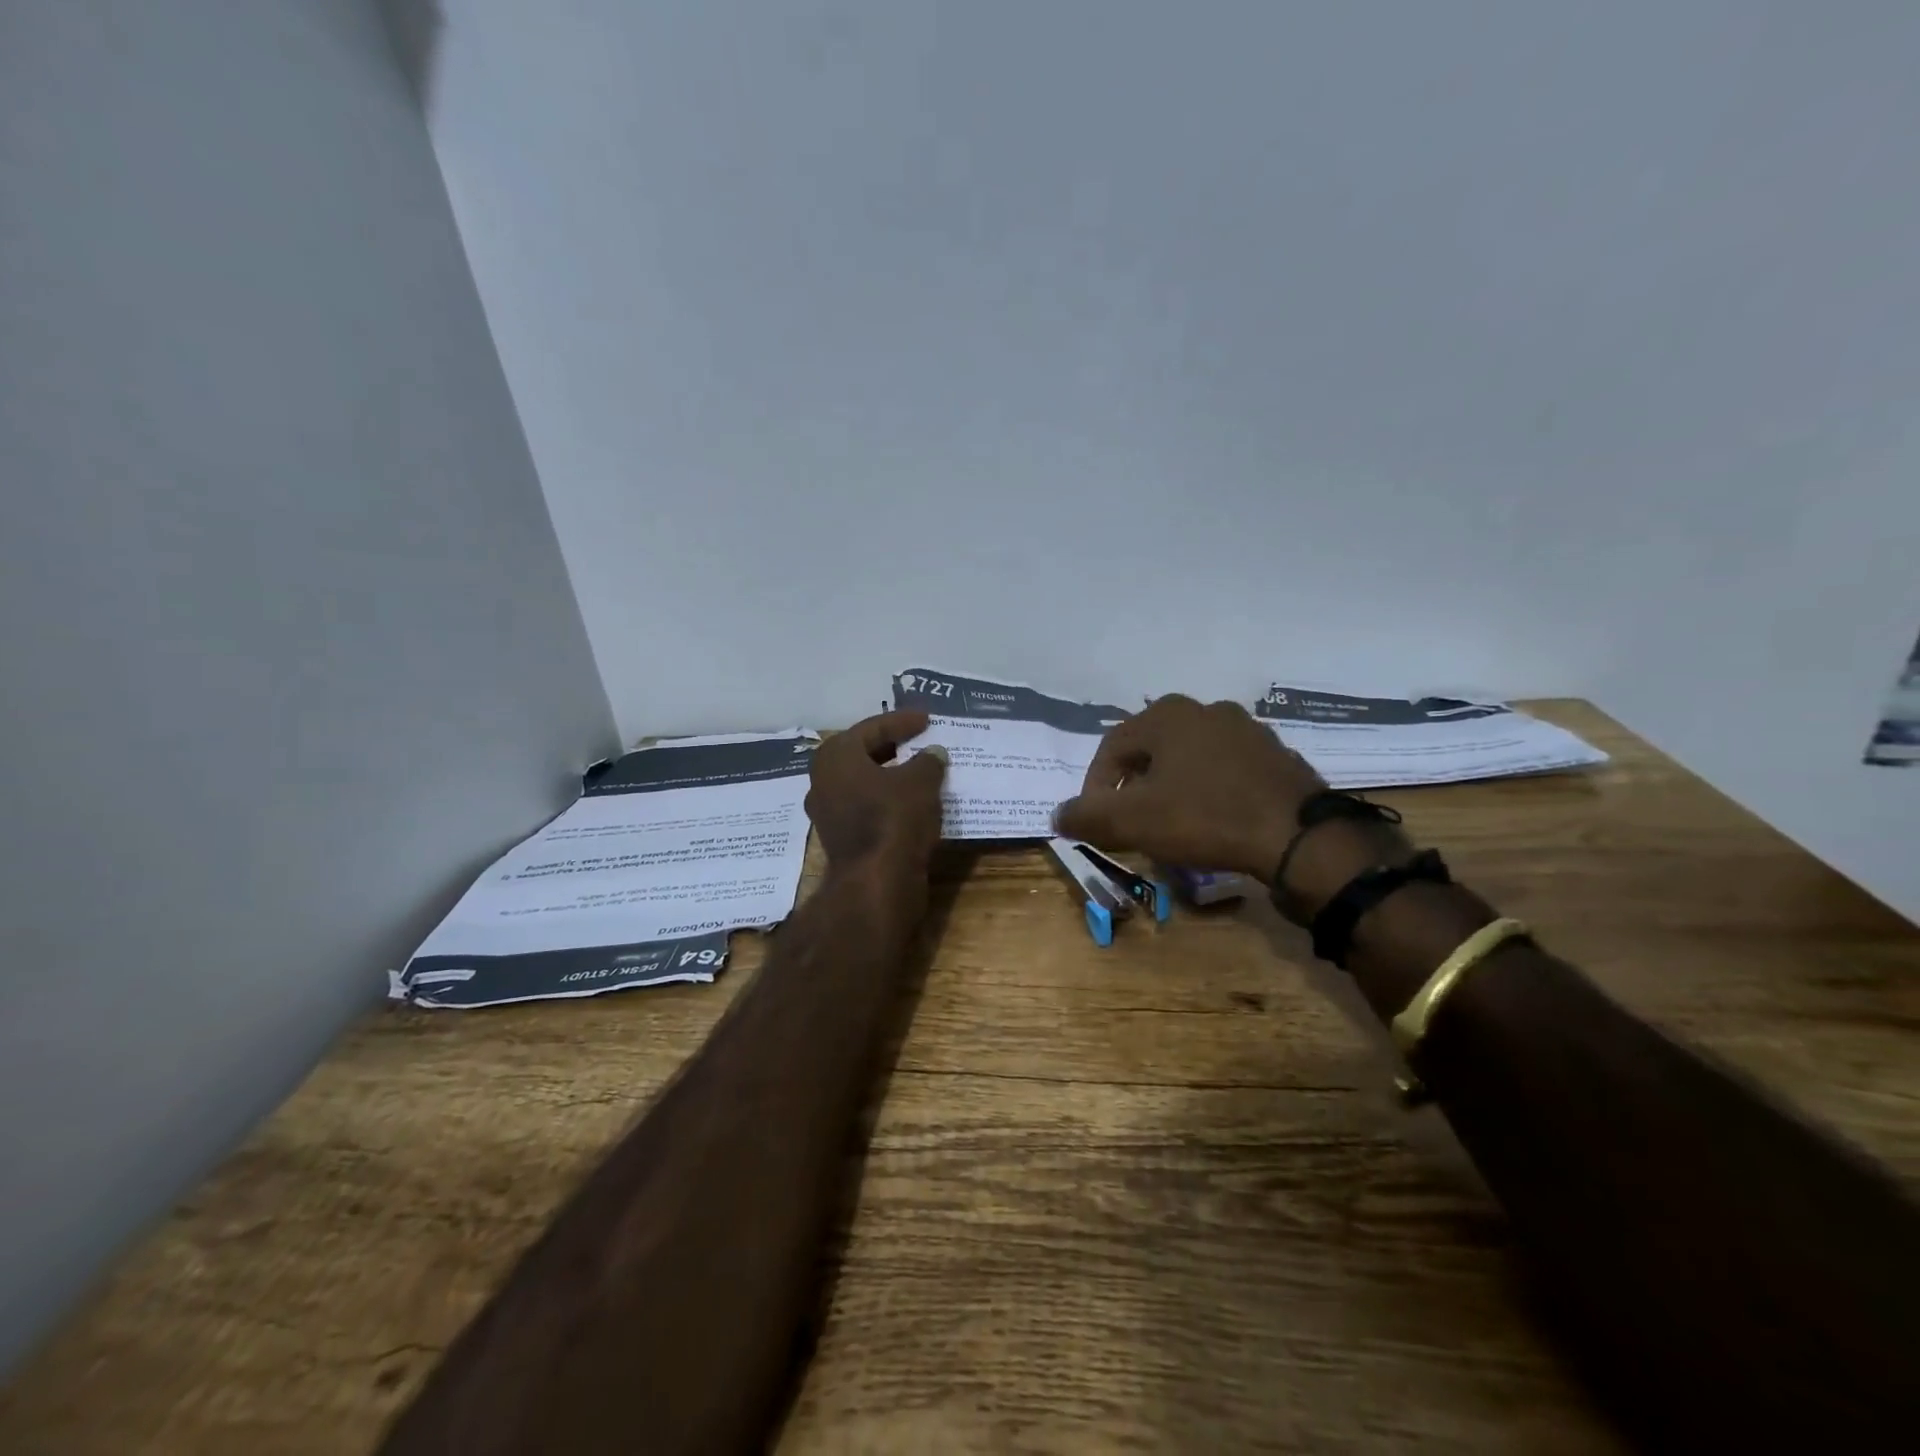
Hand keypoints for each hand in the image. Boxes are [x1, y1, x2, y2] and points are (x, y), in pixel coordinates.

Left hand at [806, 710, 948, 879]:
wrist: (876, 882)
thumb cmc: (894, 818)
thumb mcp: (921, 781)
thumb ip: (928, 761)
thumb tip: (933, 753)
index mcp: (835, 756)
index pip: (872, 728)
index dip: (901, 721)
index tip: (926, 719)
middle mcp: (823, 781)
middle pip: (862, 754)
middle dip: (892, 746)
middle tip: (920, 740)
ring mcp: (829, 813)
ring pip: (864, 783)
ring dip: (890, 775)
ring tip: (920, 770)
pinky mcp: (841, 838)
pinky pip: (867, 807)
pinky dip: (888, 799)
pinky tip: (912, 801)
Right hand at [1053, 695, 1325, 878]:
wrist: (1297, 835)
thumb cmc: (1204, 817)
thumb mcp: (1133, 822)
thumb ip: (1087, 816)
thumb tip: (1057, 816)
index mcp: (1166, 716)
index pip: (1110, 750)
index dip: (1096, 789)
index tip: (1098, 823)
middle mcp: (1205, 709)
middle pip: (1149, 752)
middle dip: (1133, 789)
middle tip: (1131, 824)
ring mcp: (1245, 729)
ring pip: (1188, 760)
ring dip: (1170, 789)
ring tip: (1170, 825)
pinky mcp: (1274, 754)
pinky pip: (1224, 771)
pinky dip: (1207, 791)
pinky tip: (1212, 820)